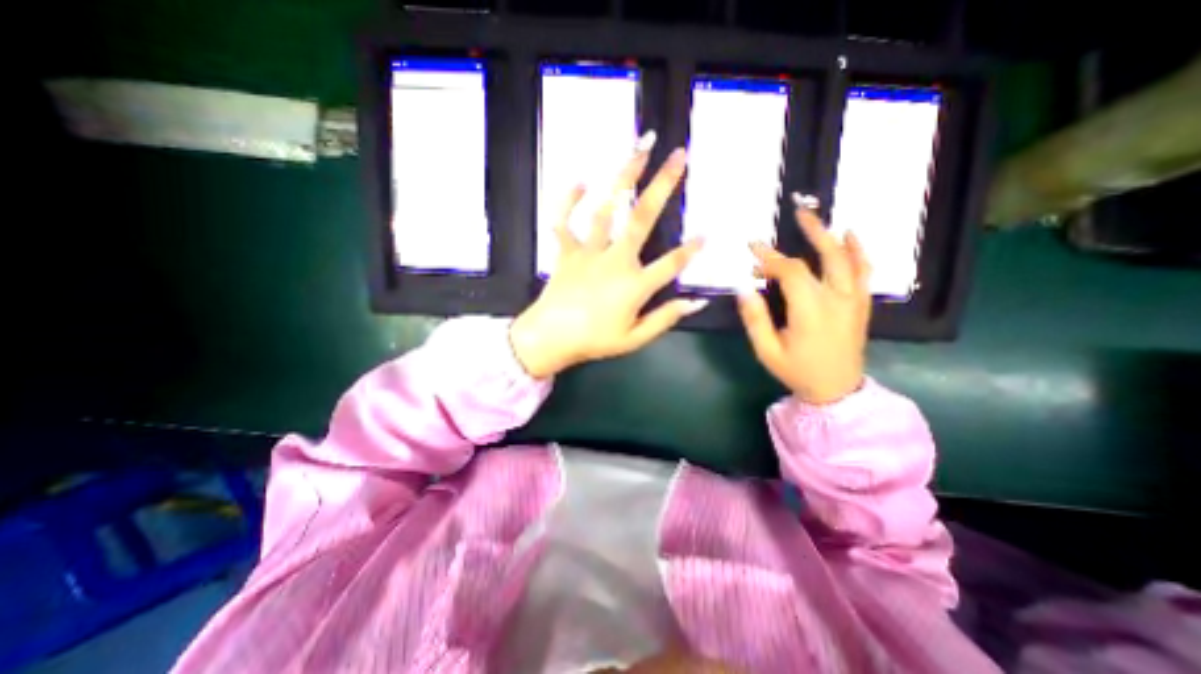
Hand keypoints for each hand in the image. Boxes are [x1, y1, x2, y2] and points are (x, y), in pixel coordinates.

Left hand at [508, 137, 710, 379]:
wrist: (549, 339)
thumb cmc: (594, 341)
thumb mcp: (634, 339)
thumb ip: (665, 318)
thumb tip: (696, 303)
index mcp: (634, 285)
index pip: (671, 264)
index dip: (691, 250)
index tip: (708, 233)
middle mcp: (615, 260)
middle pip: (642, 218)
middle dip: (663, 185)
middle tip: (678, 156)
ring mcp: (588, 252)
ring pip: (606, 209)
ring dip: (623, 177)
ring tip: (639, 149)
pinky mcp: (566, 251)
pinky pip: (564, 221)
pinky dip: (568, 200)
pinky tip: (580, 181)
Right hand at [738, 194, 868, 405]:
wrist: (836, 390)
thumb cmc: (797, 371)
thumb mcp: (767, 350)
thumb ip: (755, 318)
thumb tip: (743, 288)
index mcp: (811, 311)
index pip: (791, 272)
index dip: (770, 258)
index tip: (752, 248)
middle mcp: (837, 299)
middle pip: (826, 257)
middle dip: (810, 233)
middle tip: (796, 214)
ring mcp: (855, 300)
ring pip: (848, 259)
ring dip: (831, 236)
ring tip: (816, 218)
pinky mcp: (862, 304)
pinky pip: (864, 271)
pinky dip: (859, 251)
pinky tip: (851, 236)